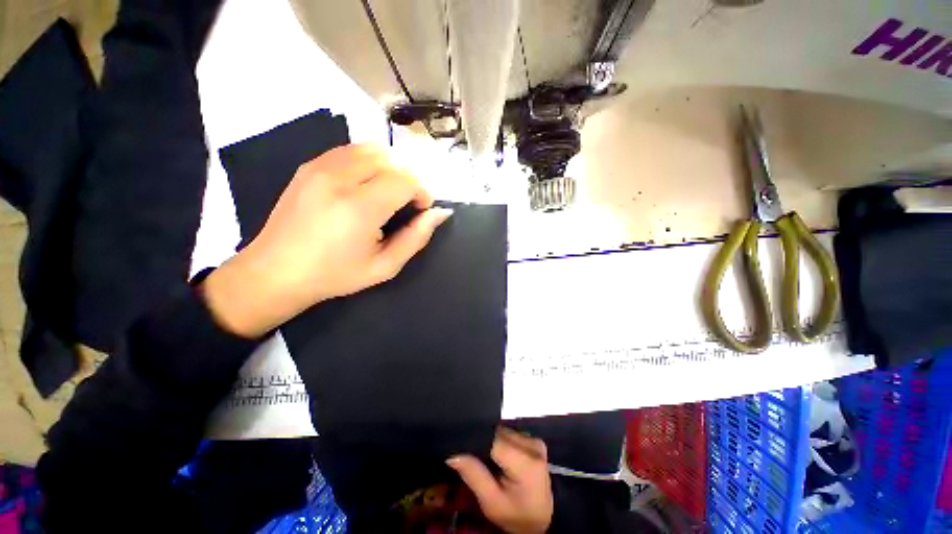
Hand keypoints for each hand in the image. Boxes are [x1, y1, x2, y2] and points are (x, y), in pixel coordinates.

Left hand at [203, 144, 451, 336]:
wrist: (275, 272)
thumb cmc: (335, 275)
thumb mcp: (385, 266)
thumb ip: (416, 238)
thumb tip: (439, 213)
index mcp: (359, 208)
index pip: (405, 180)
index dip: (421, 193)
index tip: (420, 210)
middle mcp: (339, 179)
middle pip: (391, 161)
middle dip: (408, 180)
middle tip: (405, 205)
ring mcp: (320, 167)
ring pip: (371, 150)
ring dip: (389, 169)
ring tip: (387, 194)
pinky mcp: (309, 165)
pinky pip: (350, 151)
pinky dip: (368, 163)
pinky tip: (365, 186)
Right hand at [447, 428, 552, 533]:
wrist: (541, 521)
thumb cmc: (516, 515)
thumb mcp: (491, 502)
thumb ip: (473, 475)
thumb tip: (453, 454)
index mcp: (526, 463)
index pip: (493, 441)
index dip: (476, 443)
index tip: (463, 451)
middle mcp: (533, 445)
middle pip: (498, 434)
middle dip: (484, 443)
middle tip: (474, 459)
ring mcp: (535, 441)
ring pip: (503, 431)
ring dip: (493, 442)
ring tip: (487, 459)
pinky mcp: (534, 440)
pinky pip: (510, 434)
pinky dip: (501, 443)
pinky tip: (497, 456)